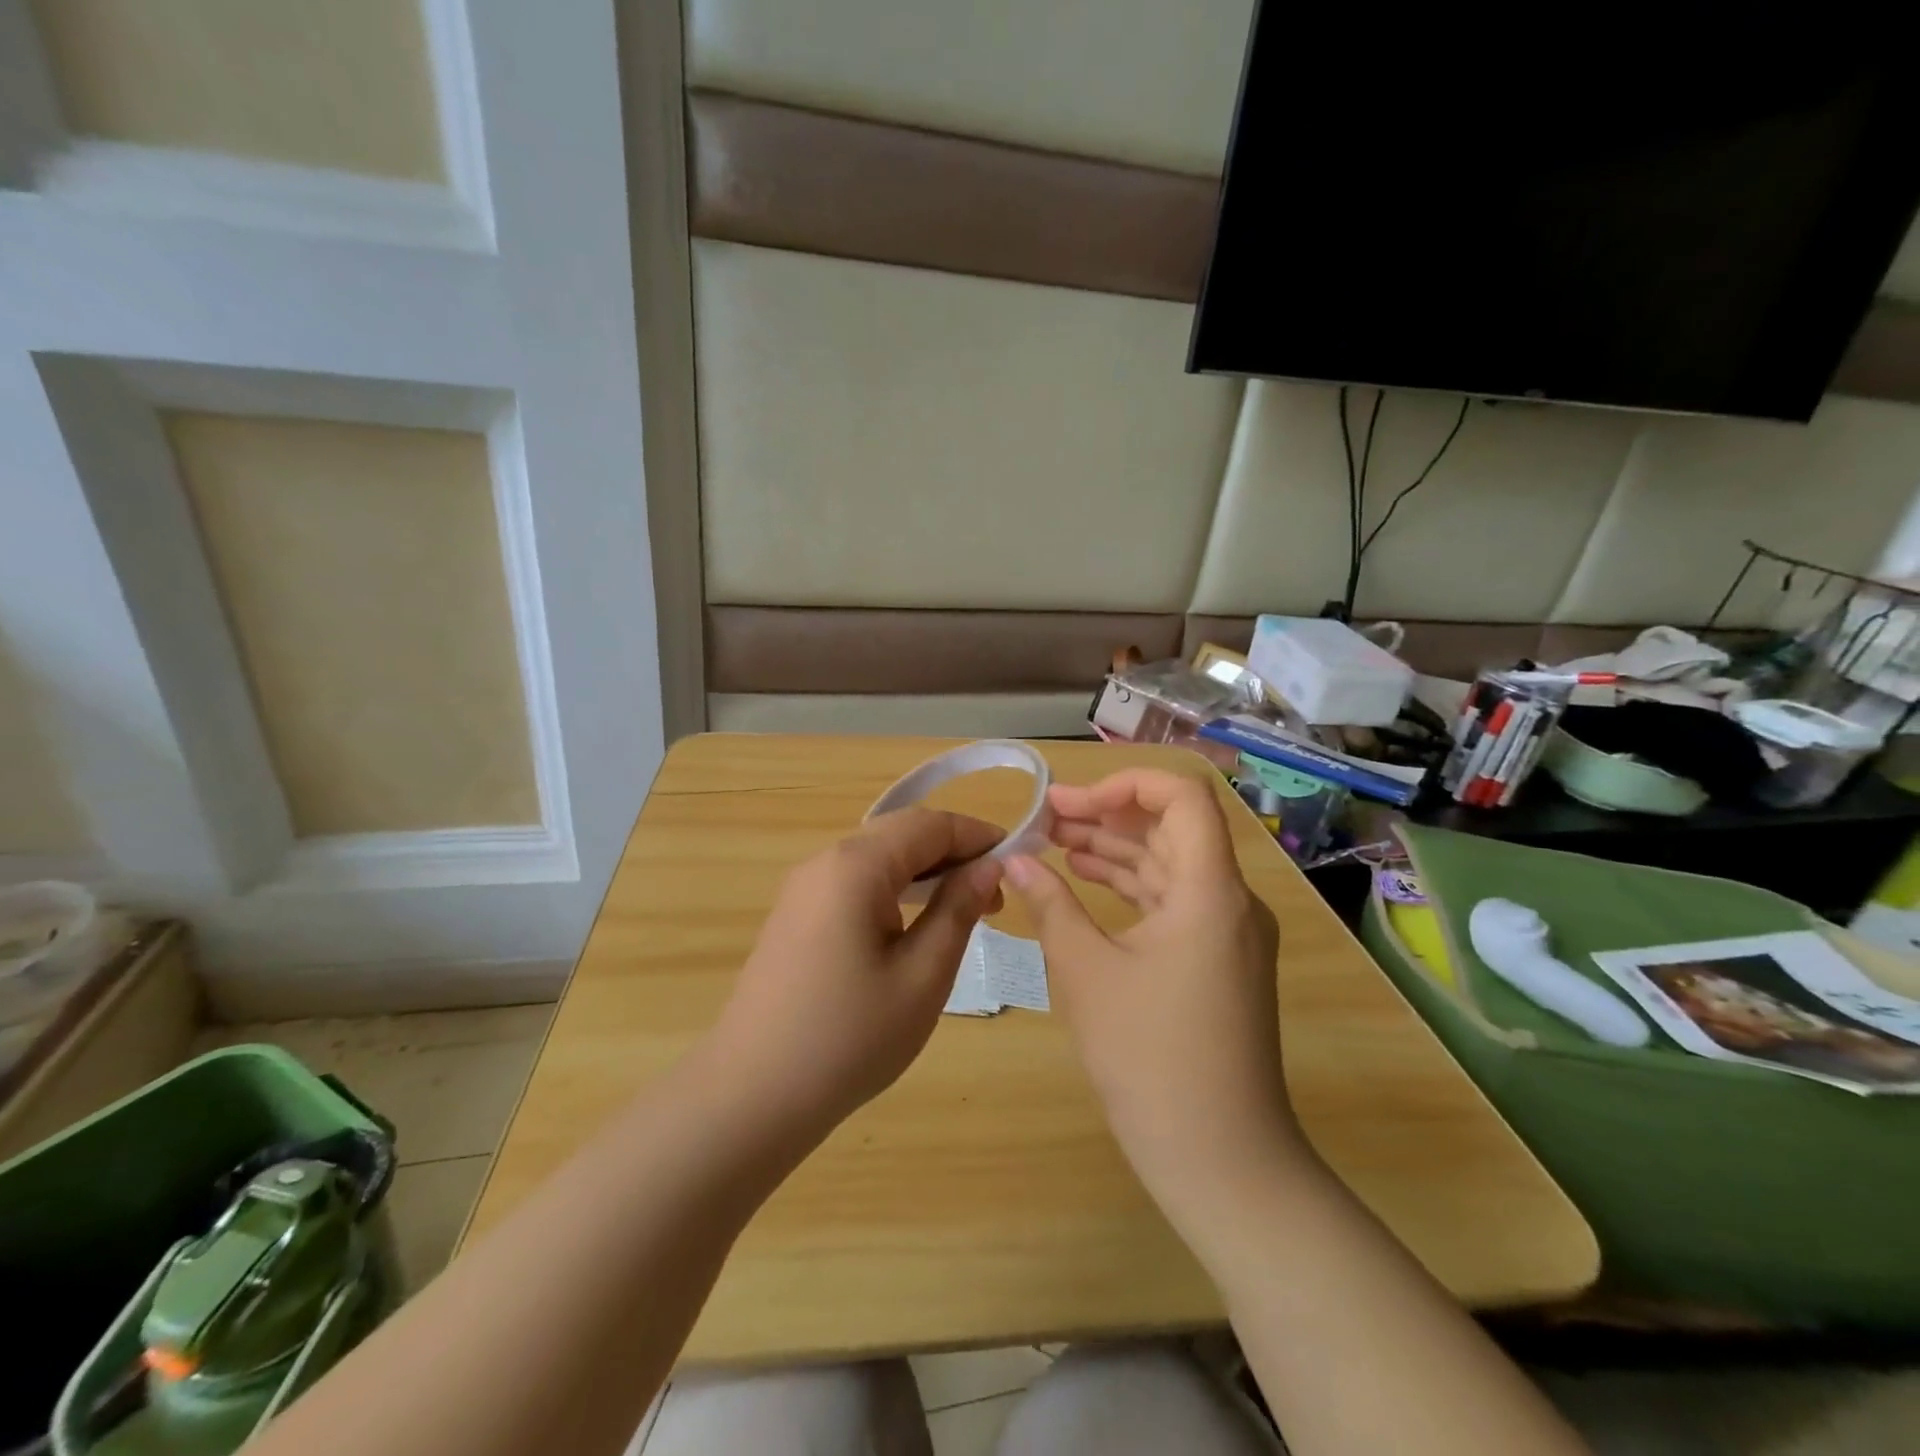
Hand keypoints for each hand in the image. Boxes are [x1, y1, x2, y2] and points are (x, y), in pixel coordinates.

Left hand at [707, 809, 1004, 1135]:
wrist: (752, 1095)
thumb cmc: (850, 1037)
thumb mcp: (923, 975)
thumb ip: (957, 909)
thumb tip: (988, 867)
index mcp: (856, 865)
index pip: (930, 825)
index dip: (978, 835)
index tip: (1019, 859)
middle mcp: (825, 861)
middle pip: (901, 834)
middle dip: (953, 853)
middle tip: (994, 896)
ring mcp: (803, 888)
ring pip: (877, 857)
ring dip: (925, 871)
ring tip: (964, 909)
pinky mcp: (795, 915)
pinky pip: (855, 882)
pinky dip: (894, 889)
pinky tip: (914, 925)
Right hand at [1004, 769, 1298, 1218]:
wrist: (1221, 1160)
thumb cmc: (1150, 1060)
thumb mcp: (1086, 973)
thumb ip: (1050, 904)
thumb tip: (1015, 860)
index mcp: (1210, 890)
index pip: (1181, 796)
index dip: (1124, 782)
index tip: (1068, 802)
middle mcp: (1230, 900)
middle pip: (1171, 827)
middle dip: (1106, 814)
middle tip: (1044, 819)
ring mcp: (1229, 933)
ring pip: (1170, 864)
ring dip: (1114, 849)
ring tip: (1053, 843)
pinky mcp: (1219, 961)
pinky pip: (1174, 901)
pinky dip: (1130, 886)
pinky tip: (1085, 882)